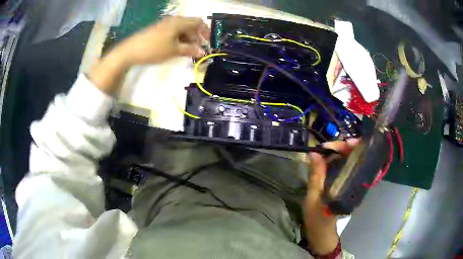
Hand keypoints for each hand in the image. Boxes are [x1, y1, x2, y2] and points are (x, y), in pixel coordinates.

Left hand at [89, 16, 209, 94]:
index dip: (206, 32)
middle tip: (196, 52)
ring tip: (186, 53)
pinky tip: (176, 49)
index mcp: (179, 22)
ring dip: (187, 40)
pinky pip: (173, 32)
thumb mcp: (174, 50)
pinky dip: (178, 40)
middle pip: (190, 26)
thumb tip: (203, 52)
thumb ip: (190, 50)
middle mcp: (173, 20)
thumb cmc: (154, 49)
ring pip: (181, 30)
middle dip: (196, 38)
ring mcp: (164, 25)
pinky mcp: (158, 30)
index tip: (208, 43)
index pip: (198, 22)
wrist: (130, 51)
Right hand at [304, 139, 359, 254]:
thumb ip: (316, 175)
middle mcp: (354, 181)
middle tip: (324, 147)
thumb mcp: (313, 197)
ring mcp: (350, 182)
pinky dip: (335, 160)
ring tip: (323, 151)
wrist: (322, 233)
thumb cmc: (318, 218)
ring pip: (348, 160)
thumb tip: (314, 153)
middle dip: (340, 147)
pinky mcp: (344, 184)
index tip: (328, 146)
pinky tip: (326, 159)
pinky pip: (343, 167)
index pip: (354, 158)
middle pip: (353, 156)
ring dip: (337, 152)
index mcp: (350, 184)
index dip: (344, 147)